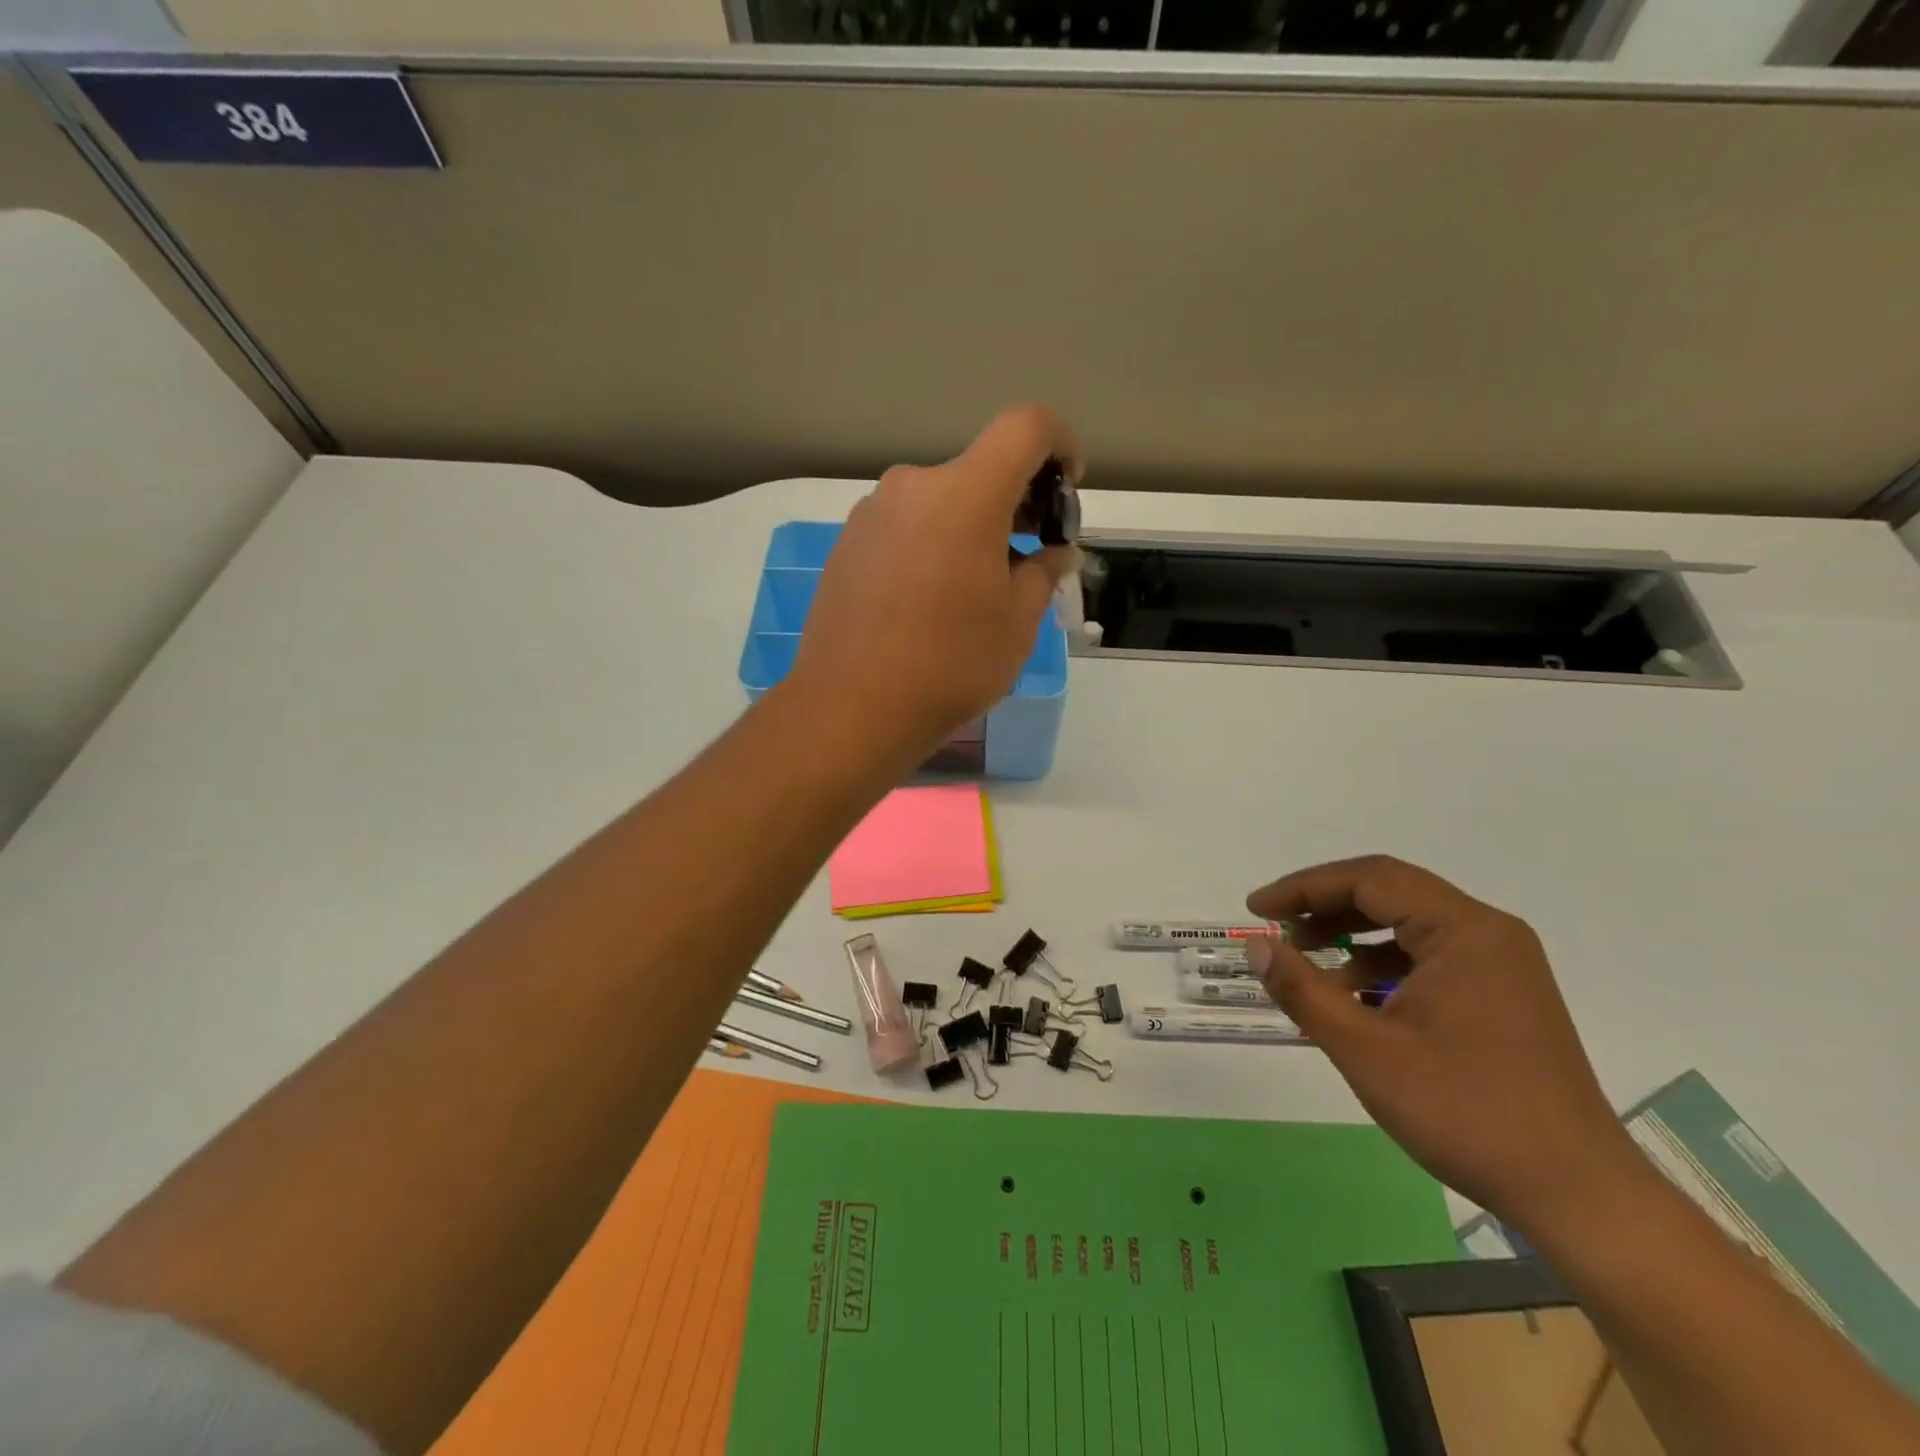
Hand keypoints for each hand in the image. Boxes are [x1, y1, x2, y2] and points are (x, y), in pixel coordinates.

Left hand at [787, 405, 1082, 763]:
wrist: (851, 709)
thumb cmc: (949, 665)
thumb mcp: (1017, 624)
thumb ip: (1043, 573)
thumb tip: (1053, 553)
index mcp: (965, 494)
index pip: (1026, 426)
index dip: (1061, 443)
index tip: (1067, 488)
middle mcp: (913, 487)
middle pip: (980, 470)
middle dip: (1016, 501)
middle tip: (1030, 557)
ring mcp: (871, 514)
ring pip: (939, 502)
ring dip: (970, 528)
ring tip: (976, 590)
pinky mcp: (846, 544)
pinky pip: (904, 528)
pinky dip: (931, 545)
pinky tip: (929, 602)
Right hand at [1244, 856, 1649, 1236]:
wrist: (1578, 1196)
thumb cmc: (1466, 1113)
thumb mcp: (1366, 1050)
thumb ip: (1302, 988)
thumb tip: (1255, 944)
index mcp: (1465, 931)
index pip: (1369, 879)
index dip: (1304, 888)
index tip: (1257, 909)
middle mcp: (1488, 933)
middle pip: (1390, 893)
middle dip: (1324, 906)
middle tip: (1275, 929)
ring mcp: (1501, 964)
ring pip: (1408, 924)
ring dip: (1351, 935)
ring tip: (1304, 962)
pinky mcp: (1503, 994)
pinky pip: (1429, 956)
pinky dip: (1382, 964)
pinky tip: (1351, 995)